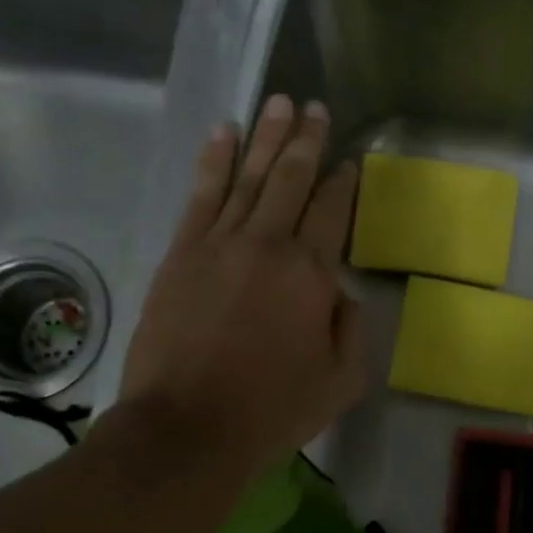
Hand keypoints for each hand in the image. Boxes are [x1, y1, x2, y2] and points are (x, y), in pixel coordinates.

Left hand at [115, 95, 364, 476]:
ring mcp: (218, 244)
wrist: (187, 429)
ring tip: (278, 103)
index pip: (332, 212)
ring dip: (265, 137)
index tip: (349, 161)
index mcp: (311, 275)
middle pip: (290, 179)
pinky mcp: (180, 254)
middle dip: (305, 140)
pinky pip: (200, 195)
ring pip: (247, 177)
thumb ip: (351, 329)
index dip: (343, 183)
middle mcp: (267, 245)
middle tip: (313, 107)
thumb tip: (340, 293)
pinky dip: (213, 161)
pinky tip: (223, 134)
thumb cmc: (272, 411)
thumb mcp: (341, 382)